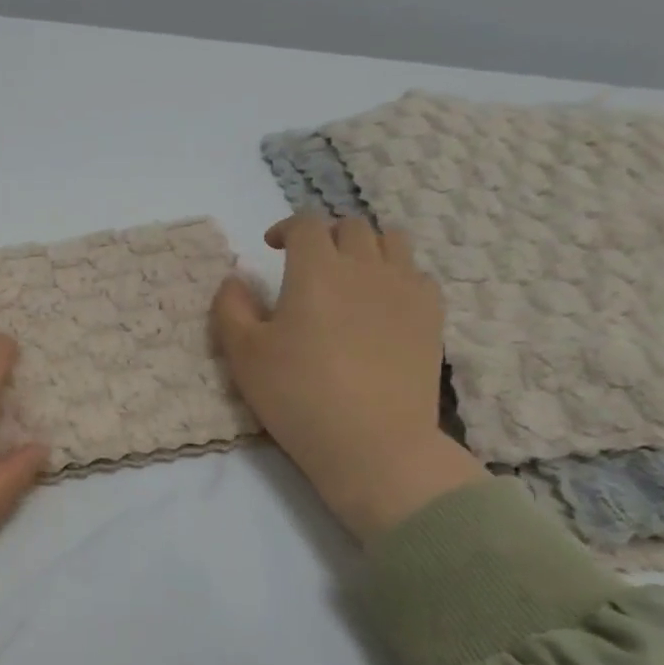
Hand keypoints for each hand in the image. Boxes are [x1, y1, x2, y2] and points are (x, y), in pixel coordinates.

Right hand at [212, 215, 485, 542]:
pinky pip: (417, 275)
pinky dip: (397, 276)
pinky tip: (382, 303)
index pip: (306, 224)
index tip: (272, 247)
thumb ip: (231, 307)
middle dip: (325, 235)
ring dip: (366, 247)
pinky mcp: (432, 317)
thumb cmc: (297, 394)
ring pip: (392, 242)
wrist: (372, 441)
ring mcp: (405, 290)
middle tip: (308, 262)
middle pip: (351, 226)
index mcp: (316, 269)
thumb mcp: (243, 353)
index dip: (286, 228)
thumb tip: (235, 279)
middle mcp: (365, 267)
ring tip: (349, 275)